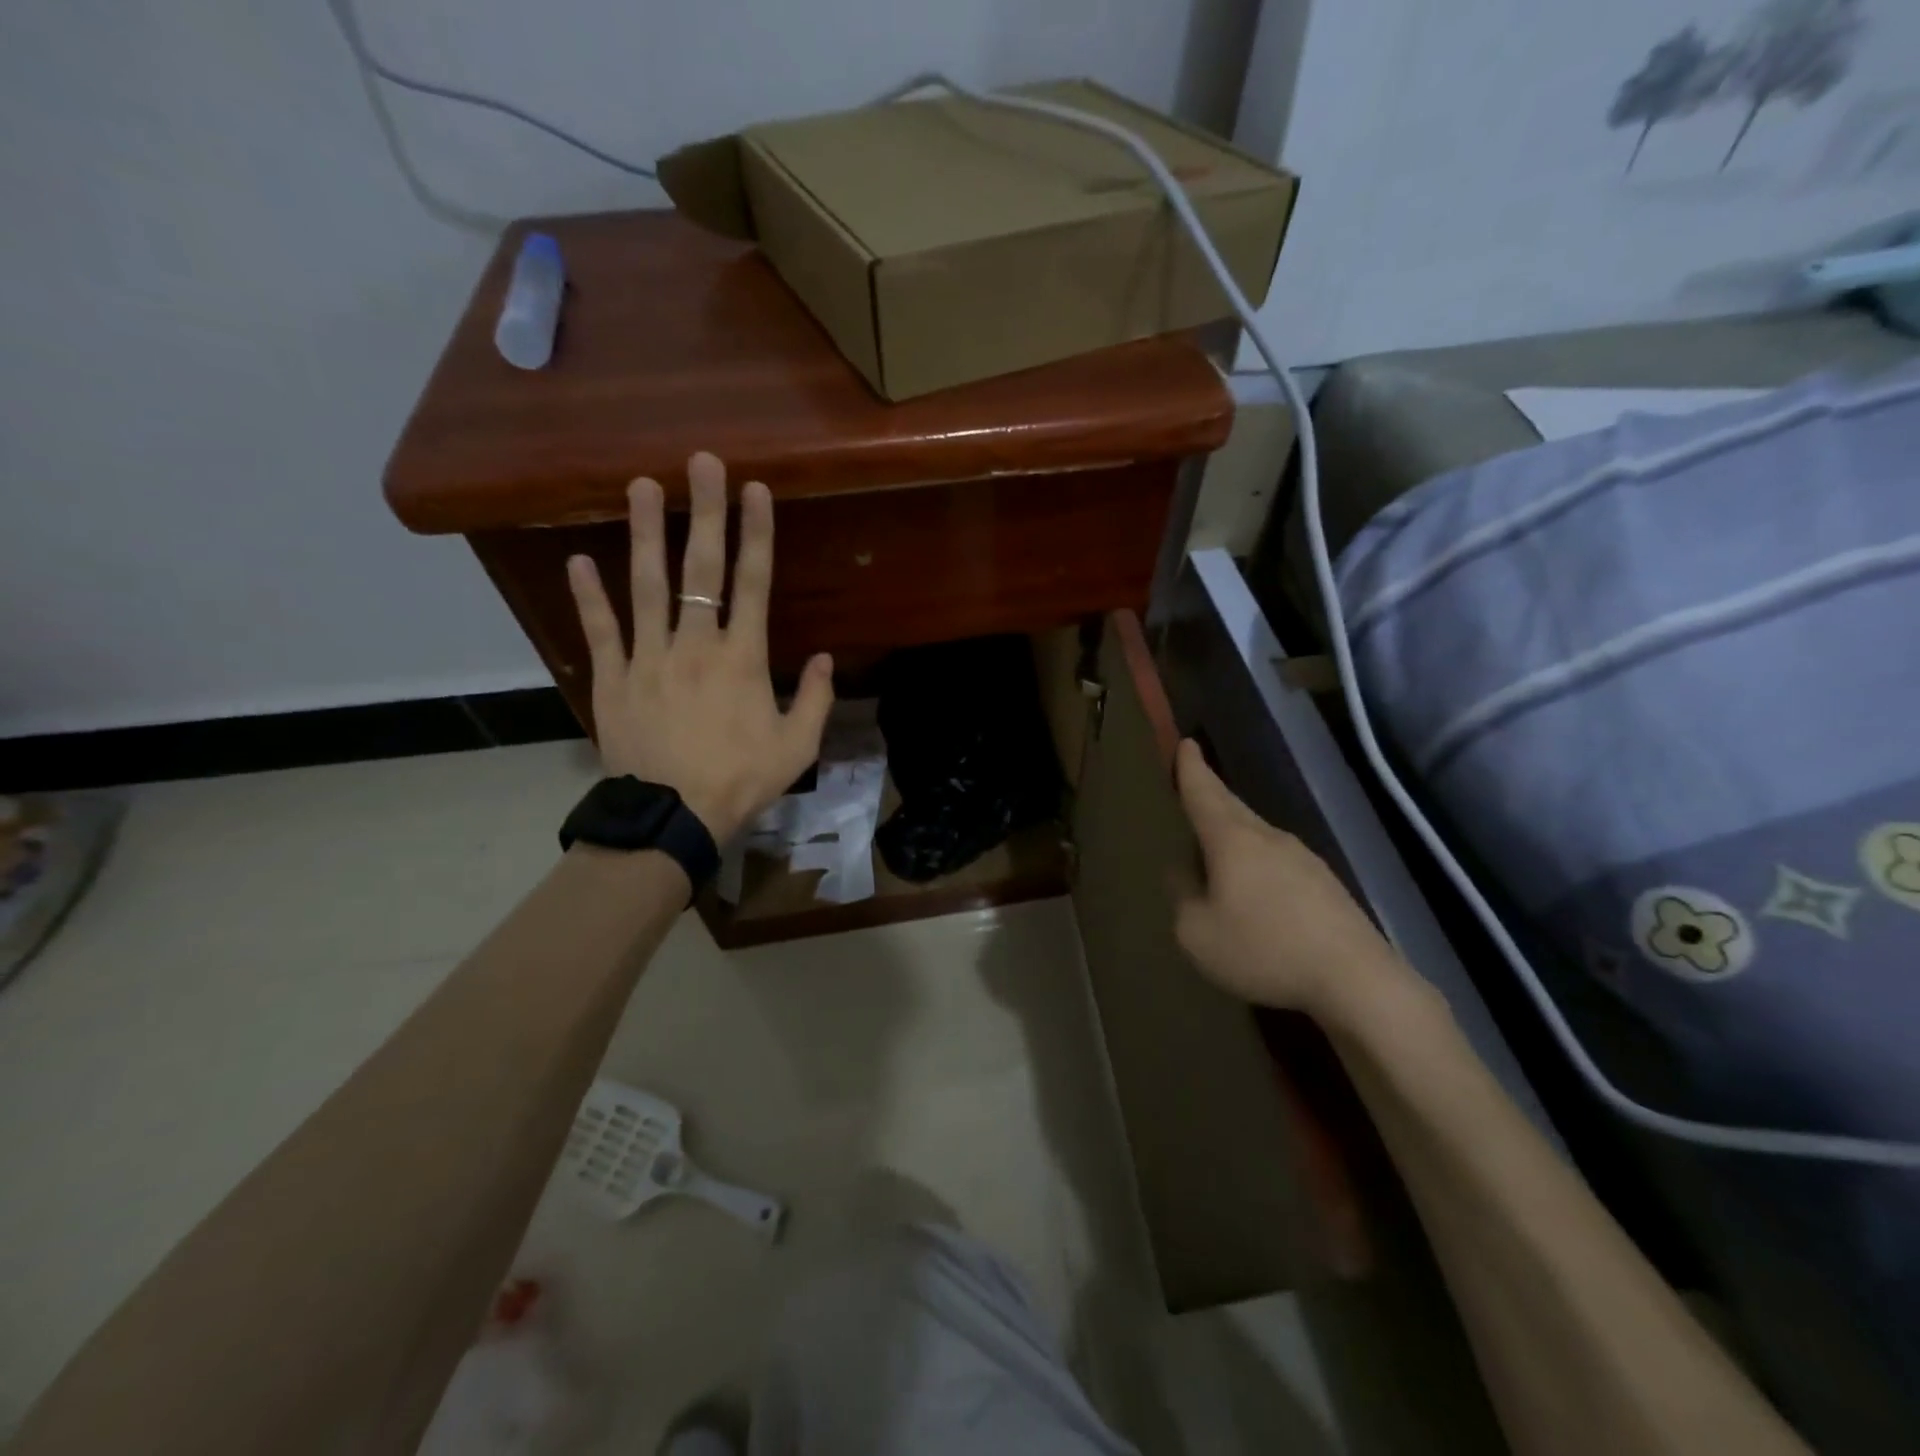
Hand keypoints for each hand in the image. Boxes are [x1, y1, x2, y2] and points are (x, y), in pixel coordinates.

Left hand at [565, 451, 833, 843]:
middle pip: (701, 569)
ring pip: (647, 586)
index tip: (755, 489)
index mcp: (743, 658)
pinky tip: (579, 560)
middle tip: (702, 461)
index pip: (754, 583)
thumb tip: (827, 657)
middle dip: (705, 512)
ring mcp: (649, 658)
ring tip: (641, 486)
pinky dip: (589, 596)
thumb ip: (816, 698)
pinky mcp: (614, 679)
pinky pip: (601, 631)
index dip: (756, 533)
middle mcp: (695, 644)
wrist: (673, 817)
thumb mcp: (797, 746)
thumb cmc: (741, 780)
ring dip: (646, 534)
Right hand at [1173, 738, 1411, 1024]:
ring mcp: (1304, 859)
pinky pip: (1278, 862)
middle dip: (1211, 794)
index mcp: (1232, 839)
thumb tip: (1183, 872)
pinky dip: (1257, 863)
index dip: (1190, 768)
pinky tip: (1255, 892)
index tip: (1185, 743)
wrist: (1357, 980)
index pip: (1204, 792)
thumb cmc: (1264, 949)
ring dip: (1233, 833)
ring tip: (1215, 848)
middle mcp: (1269, 837)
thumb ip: (1182, 897)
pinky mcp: (1326, 886)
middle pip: (1232, 807)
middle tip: (1193, 783)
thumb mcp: (1196, 933)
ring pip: (1257, 835)